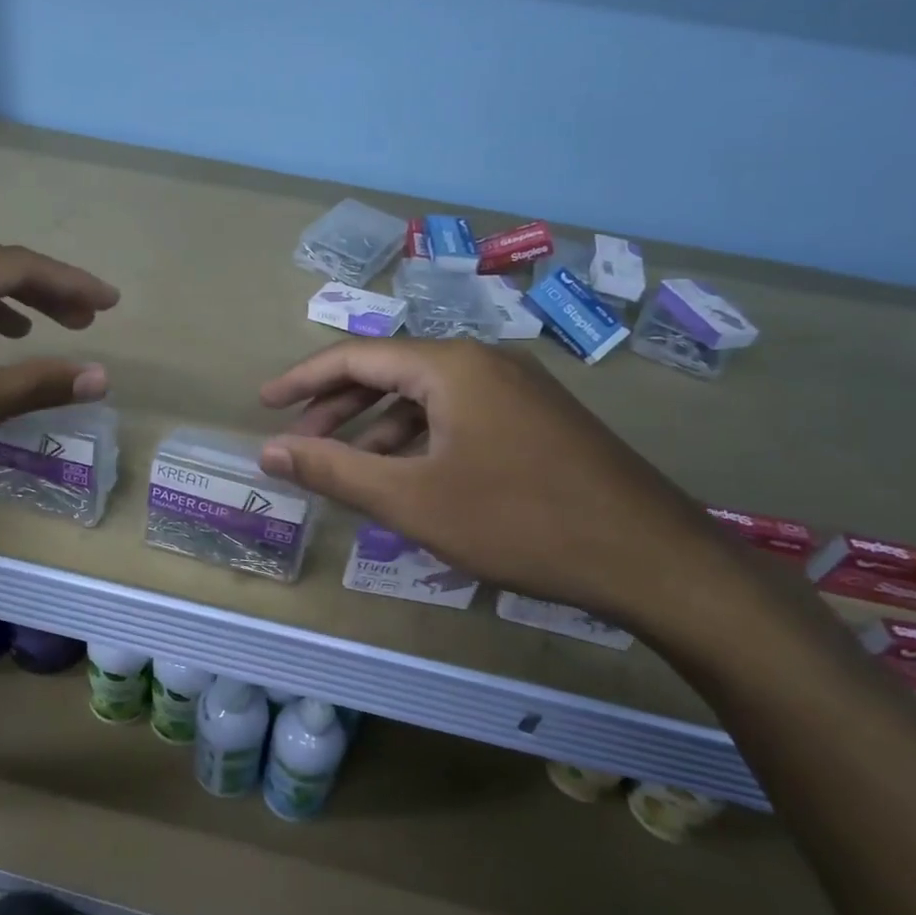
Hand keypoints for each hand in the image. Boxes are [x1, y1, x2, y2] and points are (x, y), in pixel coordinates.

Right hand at [258, 339, 750, 636]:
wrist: (651, 558)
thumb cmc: (519, 522)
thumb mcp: (412, 500)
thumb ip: (335, 469)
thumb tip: (269, 450)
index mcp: (451, 366)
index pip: (357, 356)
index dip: (304, 380)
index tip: (264, 404)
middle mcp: (485, 362)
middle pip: (391, 373)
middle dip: (339, 408)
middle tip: (298, 442)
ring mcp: (518, 390)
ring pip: (428, 399)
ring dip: (380, 429)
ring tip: (348, 469)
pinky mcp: (539, 421)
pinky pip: (460, 418)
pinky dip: (422, 442)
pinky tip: (411, 481)